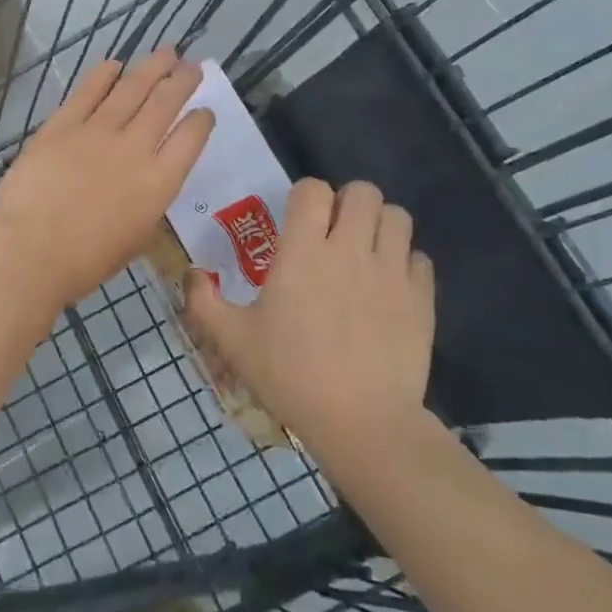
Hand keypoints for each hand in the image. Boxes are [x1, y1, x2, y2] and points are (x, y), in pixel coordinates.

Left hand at [0, 50, 214, 316]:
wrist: (31, 250)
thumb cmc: (85, 261)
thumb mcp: (135, 238)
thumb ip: (147, 203)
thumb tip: (147, 182)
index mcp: (159, 183)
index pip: (191, 138)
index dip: (201, 120)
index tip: (204, 111)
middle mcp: (135, 148)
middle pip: (165, 102)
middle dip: (182, 80)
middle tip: (191, 65)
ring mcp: (97, 131)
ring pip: (131, 88)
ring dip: (151, 67)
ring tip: (165, 52)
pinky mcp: (62, 124)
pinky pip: (88, 91)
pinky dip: (103, 74)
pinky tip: (114, 64)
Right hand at [184, 179, 434, 454]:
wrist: (362, 422)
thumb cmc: (290, 374)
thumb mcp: (233, 340)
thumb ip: (204, 302)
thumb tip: (190, 273)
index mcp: (303, 250)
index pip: (312, 189)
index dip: (304, 196)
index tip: (297, 220)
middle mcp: (350, 248)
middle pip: (363, 191)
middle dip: (347, 202)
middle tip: (334, 231)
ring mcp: (391, 271)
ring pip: (397, 216)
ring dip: (380, 225)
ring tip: (365, 250)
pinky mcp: (421, 298)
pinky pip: (420, 258)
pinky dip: (405, 263)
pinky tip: (389, 287)